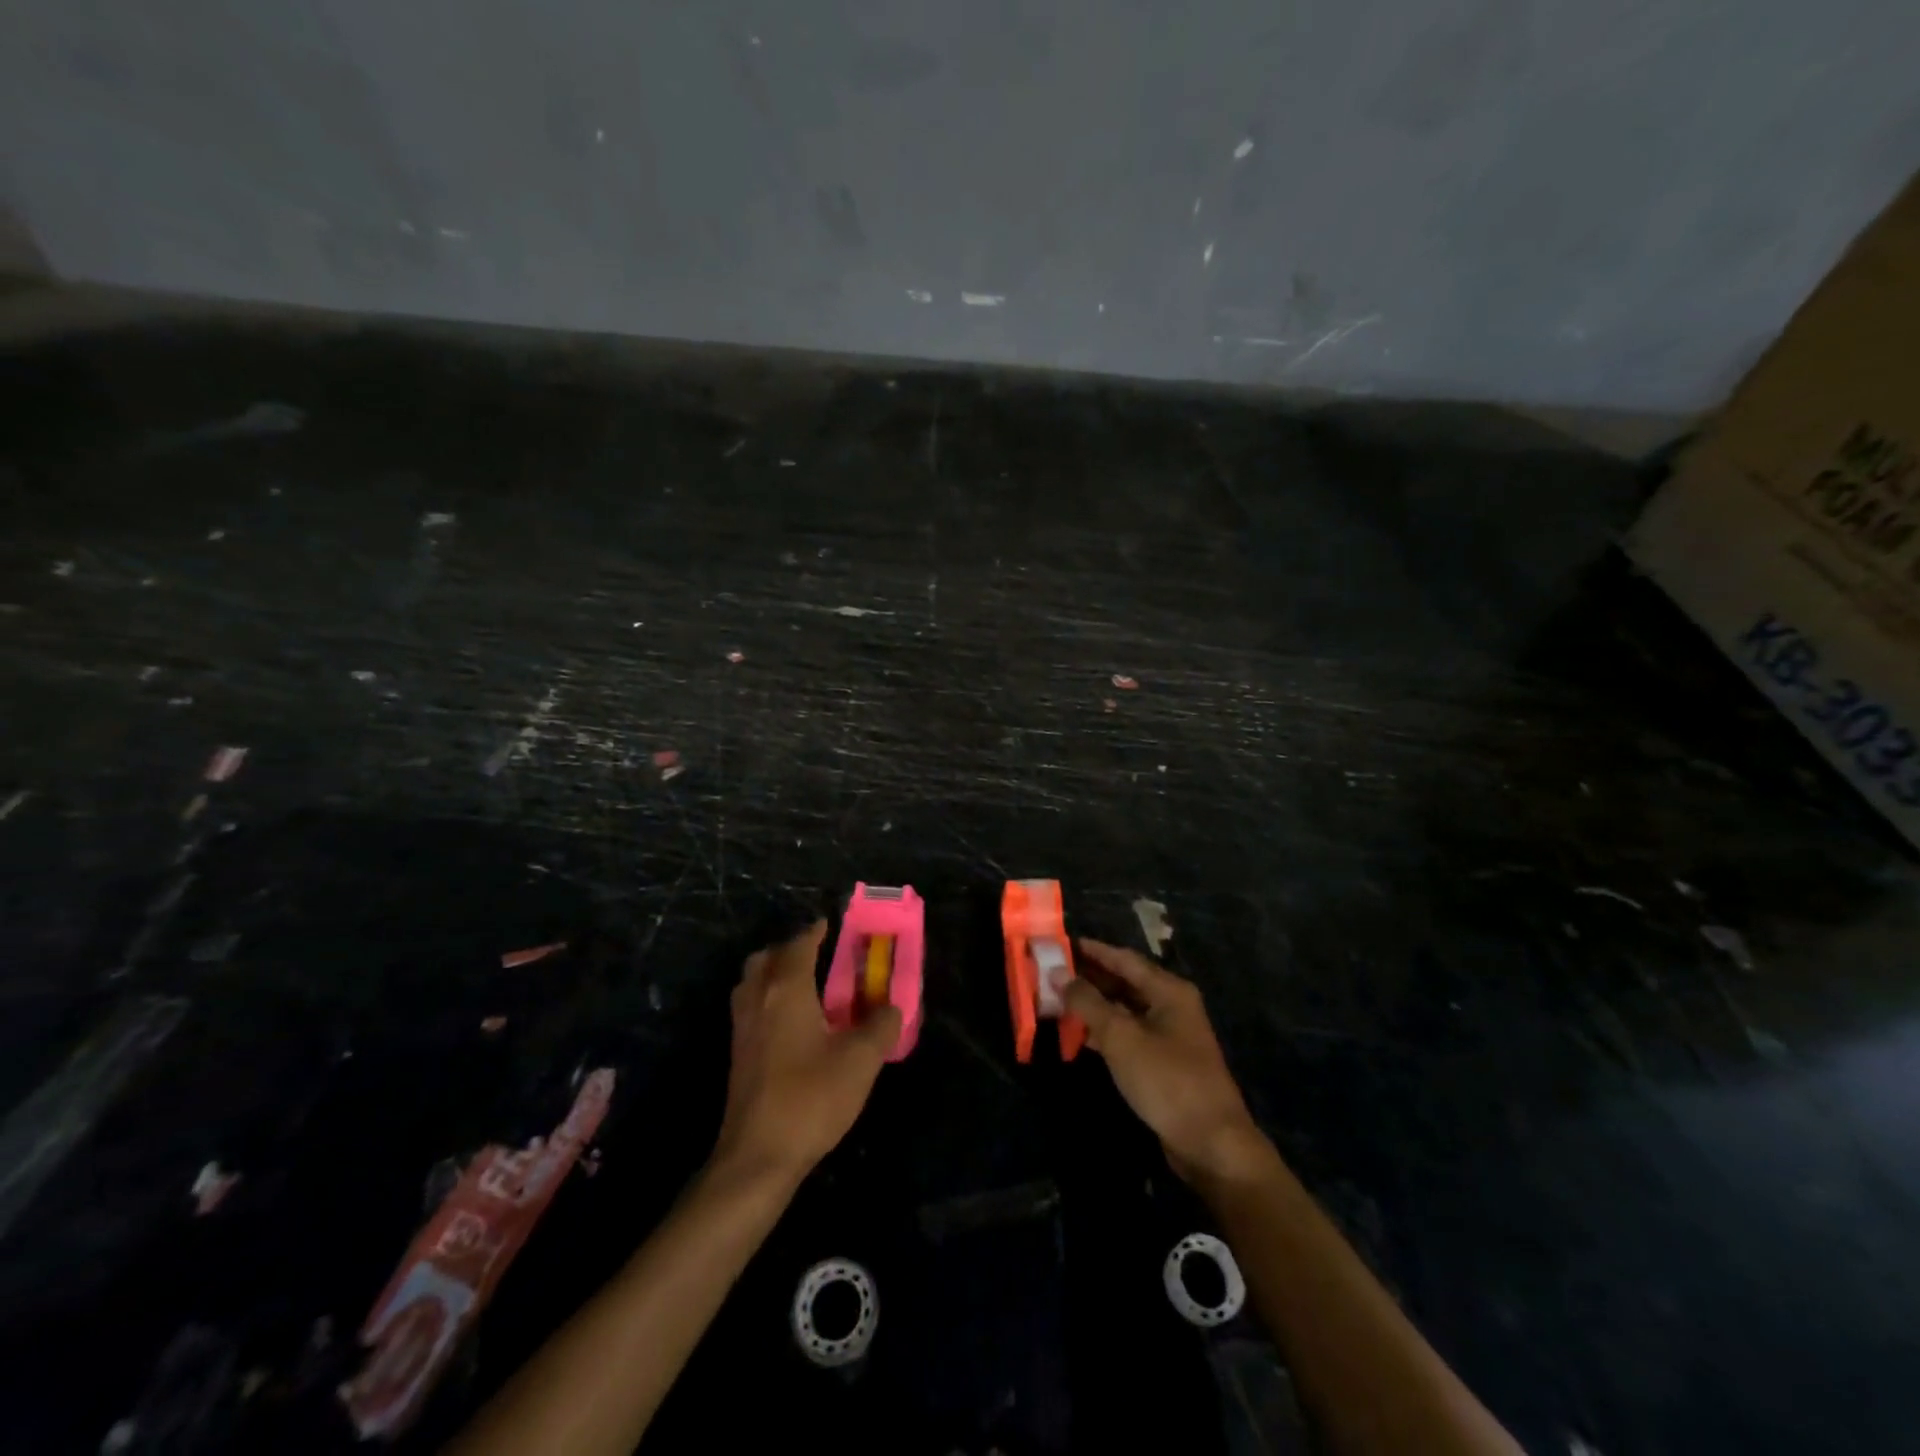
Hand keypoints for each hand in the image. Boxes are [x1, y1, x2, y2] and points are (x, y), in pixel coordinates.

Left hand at [713, 920, 900, 1183]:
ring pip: (752, 982)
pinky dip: (767, 998)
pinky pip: (750, 1007)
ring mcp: (742, 1028)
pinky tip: (792, 1022)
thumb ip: (881, 1026)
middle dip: (789, 949)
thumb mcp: (860, 1060)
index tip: (831, 925)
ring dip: (774, 973)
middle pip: (765, 958)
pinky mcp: (737, 1054)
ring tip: (804, 985)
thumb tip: (891, 1007)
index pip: (799, 945)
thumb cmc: (811, 1098)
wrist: (758, 1156)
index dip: (815, 932)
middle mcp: (758, 999)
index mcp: (786, 990)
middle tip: (817, 955)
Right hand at [1064, 940, 1270, 1186]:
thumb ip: (1088, 1002)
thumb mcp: (1121, 1037)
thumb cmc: (1166, 1080)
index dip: (1092, 950)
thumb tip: (1058, 973)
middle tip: (1052, 973)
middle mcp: (1172, 1005)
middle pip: (1125, 982)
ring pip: (1125, 1009)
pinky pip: (1129, 1034)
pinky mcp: (1165, 1061)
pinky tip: (1080, 1035)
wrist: (1211, 1143)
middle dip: (1089, 978)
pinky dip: (1105, 1031)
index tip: (1060, 944)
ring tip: (1058, 1001)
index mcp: (1168, 990)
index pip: (1123, 958)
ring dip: (1094, 1005)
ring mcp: (1170, 1035)